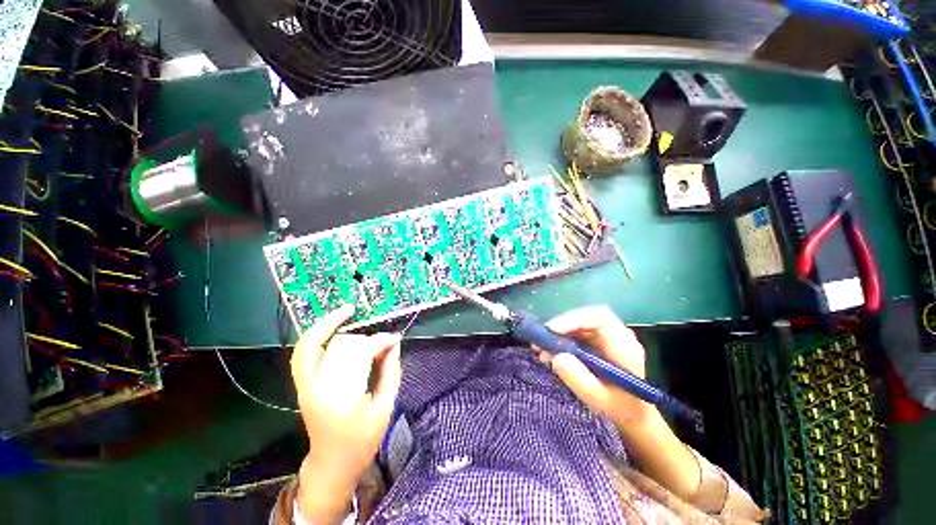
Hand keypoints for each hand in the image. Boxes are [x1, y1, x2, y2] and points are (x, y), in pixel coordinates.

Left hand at [290, 304, 401, 523]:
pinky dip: (314, 333)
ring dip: (335, 326)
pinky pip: (302, 350)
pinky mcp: (301, 383)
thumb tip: (394, 343)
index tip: (395, 338)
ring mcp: (305, 384)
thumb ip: (391, 371)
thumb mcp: (385, 407)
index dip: (381, 341)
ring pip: (317, 342)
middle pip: (343, 345)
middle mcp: (319, 387)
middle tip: (383, 344)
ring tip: (349, 311)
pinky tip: (330, 323)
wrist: (331, 463)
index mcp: (343, 397)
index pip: (362, 353)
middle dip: (366, 339)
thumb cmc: (363, 440)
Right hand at [536, 305, 659, 432]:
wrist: (633, 416)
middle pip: (585, 318)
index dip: (574, 319)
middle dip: (560, 326)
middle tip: (540, 339)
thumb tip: (555, 355)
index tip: (552, 330)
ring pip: (577, 324)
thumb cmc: (620, 410)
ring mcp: (605, 337)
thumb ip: (579, 378)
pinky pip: (575, 334)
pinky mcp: (596, 342)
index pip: (600, 318)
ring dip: (556, 334)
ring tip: (539, 349)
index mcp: (625, 346)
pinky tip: (548, 354)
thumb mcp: (599, 400)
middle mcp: (616, 335)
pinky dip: (559, 341)